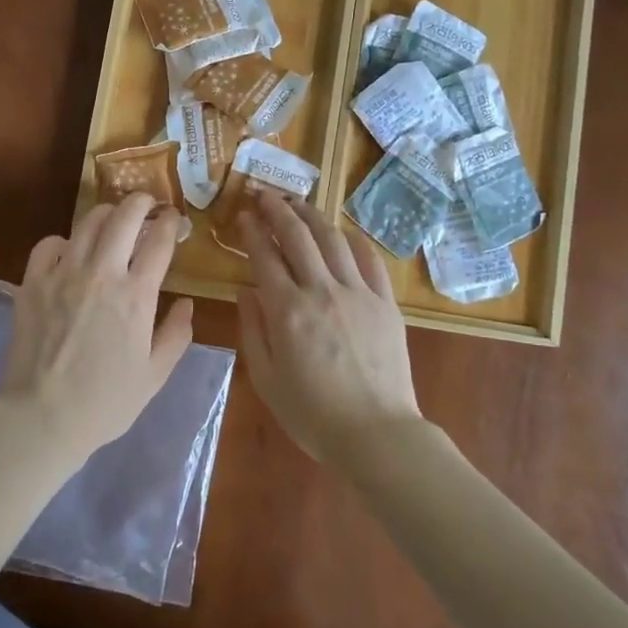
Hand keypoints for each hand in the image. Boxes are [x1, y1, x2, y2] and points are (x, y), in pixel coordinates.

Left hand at [0, 192, 194, 469]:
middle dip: (141, 202)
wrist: (42, 418)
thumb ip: (177, 334)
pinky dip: (63, 240)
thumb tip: (186, 302)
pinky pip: (48, 244)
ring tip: (113, 220)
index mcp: (136, 295)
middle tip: (148, 204)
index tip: (174, 219)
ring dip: (106, 214)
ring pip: (88, 222)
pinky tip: (69, 252)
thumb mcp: (155, 374)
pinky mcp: (32, 282)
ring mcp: (63, 274)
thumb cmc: (106, 402)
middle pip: (125, 217)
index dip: (171, 223)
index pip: (160, 240)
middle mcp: (101, 273)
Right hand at [235, 191, 422, 465]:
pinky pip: (370, 260)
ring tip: (298, 203)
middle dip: (278, 210)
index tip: (242, 214)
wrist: (376, 433)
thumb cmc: (313, 414)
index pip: (264, 256)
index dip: (251, 231)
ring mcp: (358, 293)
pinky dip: (354, 240)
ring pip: (332, 240)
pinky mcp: (385, 302)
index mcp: (287, 310)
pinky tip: (343, 233)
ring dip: (312, 215)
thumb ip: (252, 330)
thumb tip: (245, 289)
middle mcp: (321, 290)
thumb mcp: (267, 379)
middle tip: (265, 194)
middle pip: (298, 236)